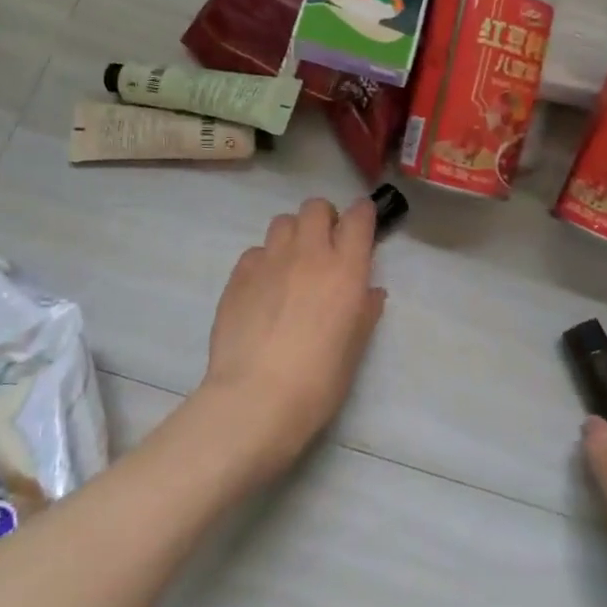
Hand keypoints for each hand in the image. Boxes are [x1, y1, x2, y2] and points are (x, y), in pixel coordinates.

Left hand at [202, 196, 386, 482]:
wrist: (256, 398)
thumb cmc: (319, 380)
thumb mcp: (355, 348)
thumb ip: (364, 311)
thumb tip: (368, 292)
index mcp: (346, 269)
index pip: (358, 217)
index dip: (362, 215)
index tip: (363, 227)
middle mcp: (308, 254)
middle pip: (316, 208)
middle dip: (325, 219)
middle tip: (326, 247)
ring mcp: (269, 262)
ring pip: (282, 222)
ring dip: (294, 235)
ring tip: (293, 264)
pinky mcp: (238, 277)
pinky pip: (255, 251)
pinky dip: (265, 261)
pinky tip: (265, 288)